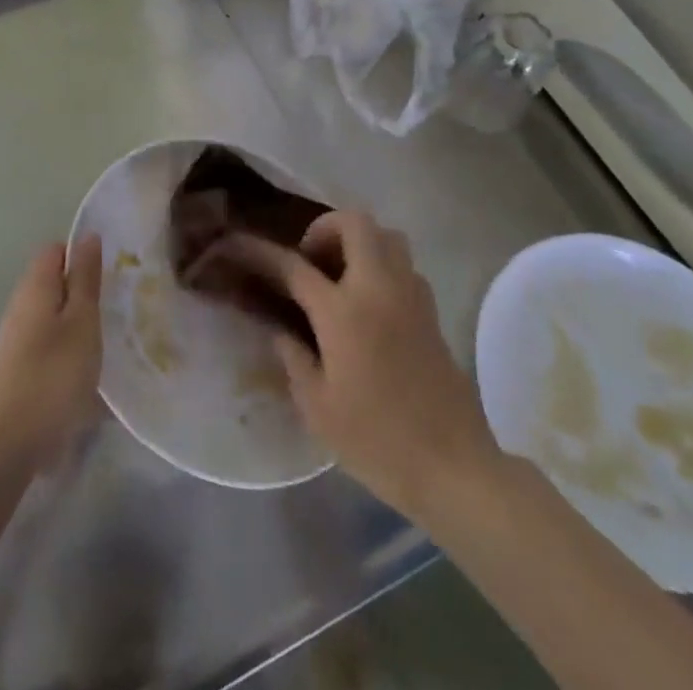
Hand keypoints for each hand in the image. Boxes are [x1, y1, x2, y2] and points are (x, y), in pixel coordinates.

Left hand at [0, 237, 103, 471]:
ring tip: (105, 341)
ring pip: (52, 315)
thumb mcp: (82, 322)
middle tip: (114, 309)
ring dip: (77, 323)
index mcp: (35, 286)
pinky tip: (85, 371)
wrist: (9, 444)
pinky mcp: (17, 368)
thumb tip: (88, 236)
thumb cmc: (54, 375)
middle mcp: (20, 305)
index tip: (110, 275)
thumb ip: (85, 278)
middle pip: (54, 282)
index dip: (82, 256)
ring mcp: (15, 338)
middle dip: (83, 291)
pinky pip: (47, 343)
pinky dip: (67, 349)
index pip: (56, 250)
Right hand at [217, 212, 499, 515]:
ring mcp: (411, 297)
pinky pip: (405, 265)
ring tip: (340, 276)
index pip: (294, 266)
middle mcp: (379, 289)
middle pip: (355, 223)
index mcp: (343, 312)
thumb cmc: (378, 442)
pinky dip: (383, 266)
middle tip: (310, 260)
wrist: (454, 469)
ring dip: (359, 242)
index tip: (238, 244)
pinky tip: (370, 303)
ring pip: (387, 236)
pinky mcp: (432, 313)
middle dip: (326, 228)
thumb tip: (282, 331)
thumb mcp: (318, 408)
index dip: (261, 252)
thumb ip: (294, 359)